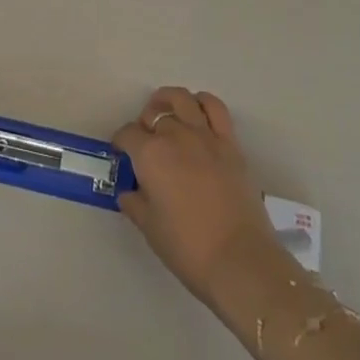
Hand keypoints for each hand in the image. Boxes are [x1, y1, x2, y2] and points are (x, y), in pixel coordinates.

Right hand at [113, 87, 286, 309]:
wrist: (239, 260)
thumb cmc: (188, 248)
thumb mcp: (150, 229)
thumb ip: (135, 204)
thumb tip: (128, 192)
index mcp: (150, 154)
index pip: (127, 134)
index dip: (121, 142)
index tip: (121, 153)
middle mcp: (175, 135)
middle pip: (154, 114)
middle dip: (144, 123)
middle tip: (145, 141)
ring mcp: (205, 136)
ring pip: (182, 99)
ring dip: (169, 101)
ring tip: (167, 114)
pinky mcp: (230, 143)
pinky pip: (215, 108)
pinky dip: (203, 103)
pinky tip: (197, 114)